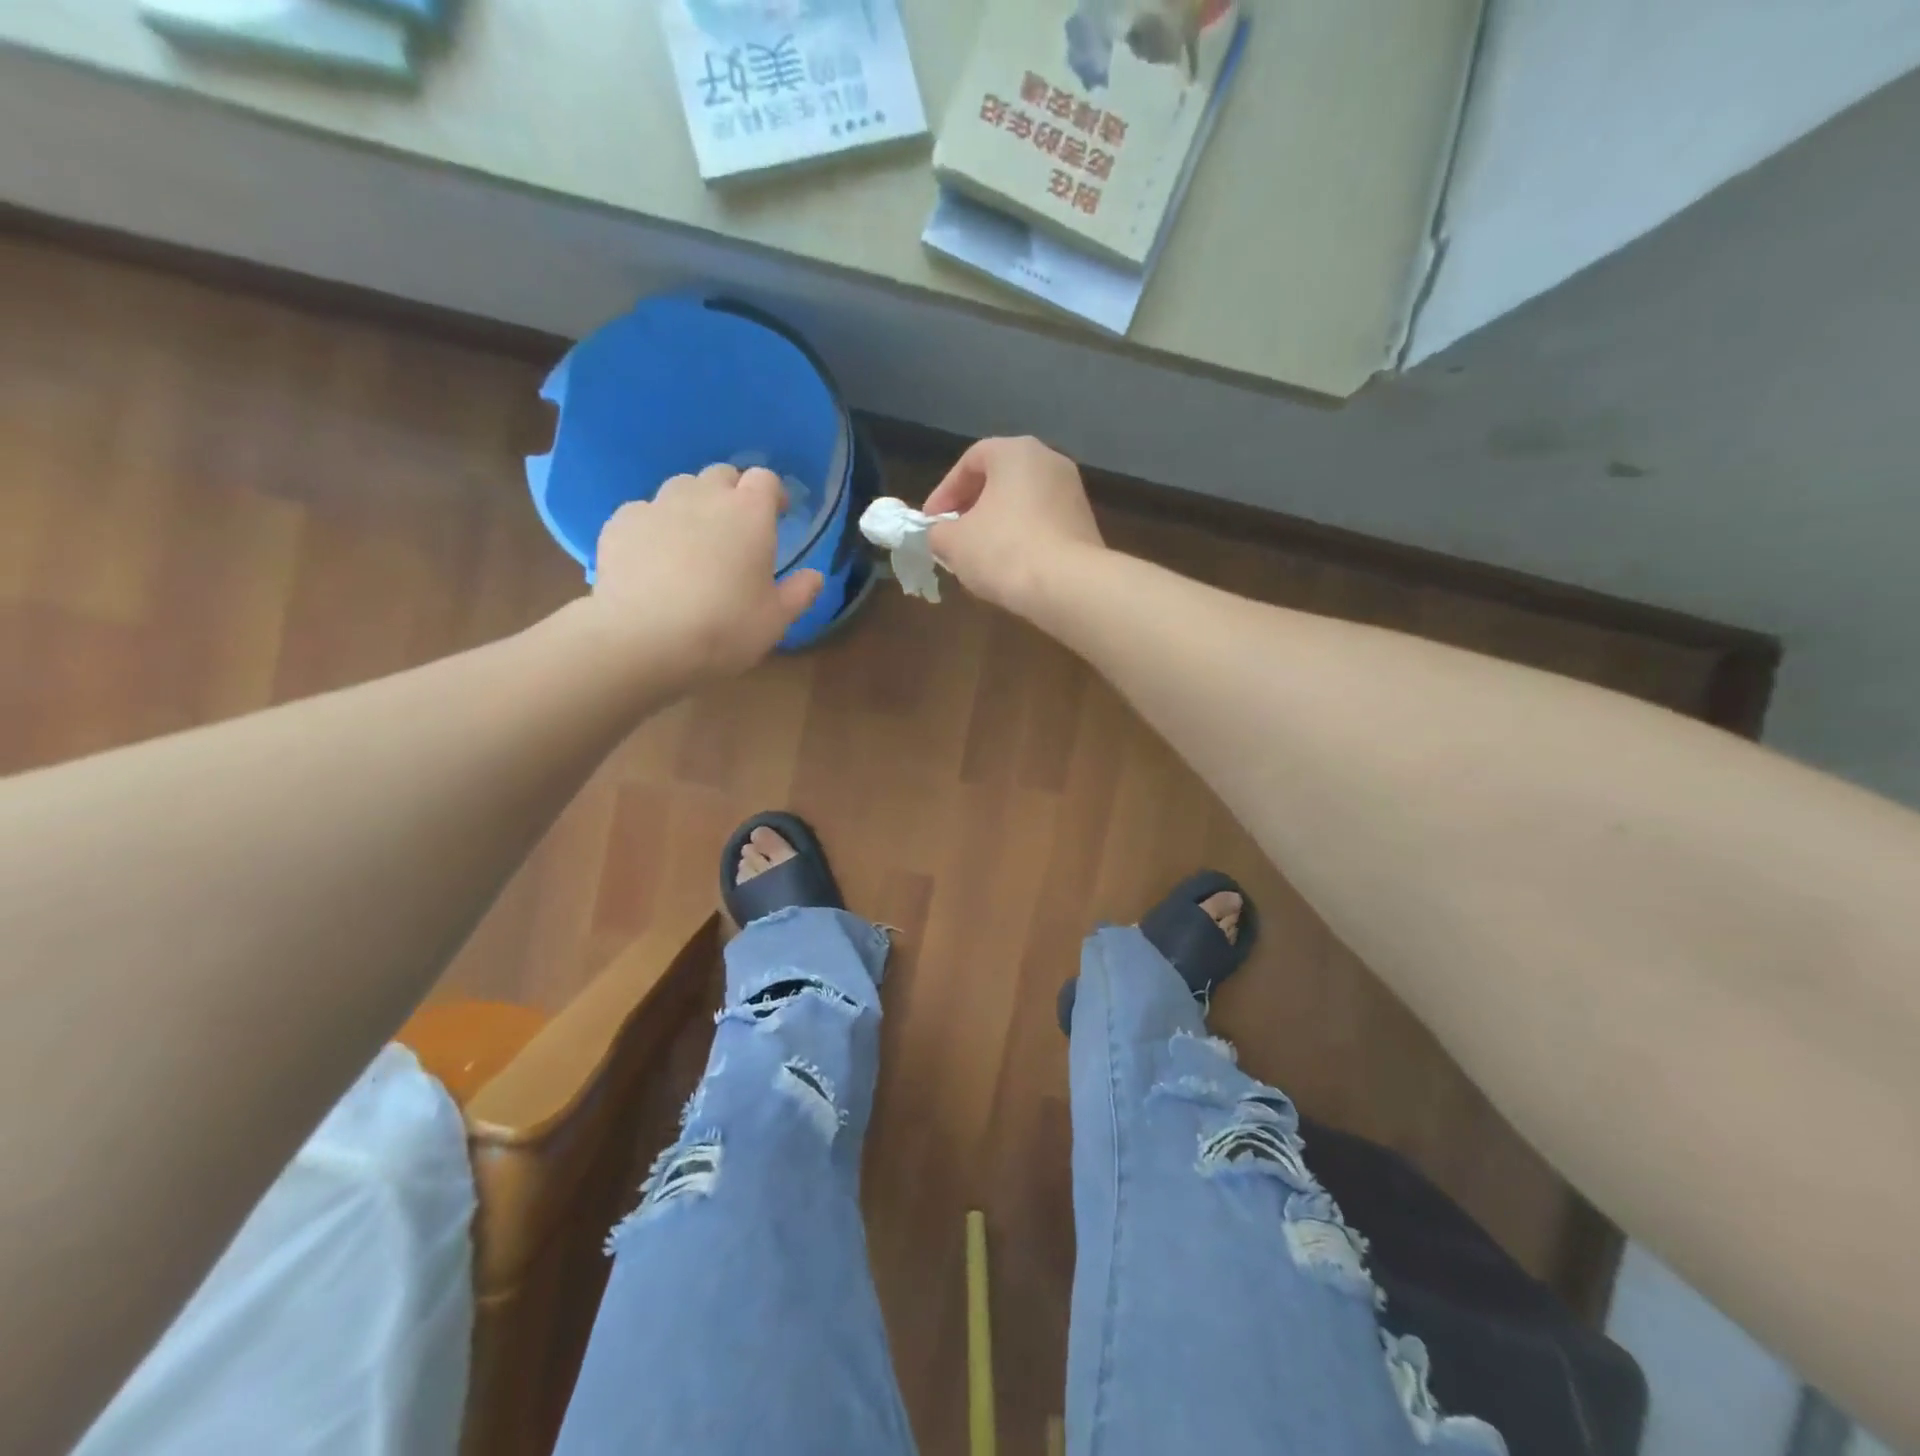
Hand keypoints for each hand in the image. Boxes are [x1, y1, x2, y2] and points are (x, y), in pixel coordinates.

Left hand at [588, 464, 822, 683]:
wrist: (642, 640)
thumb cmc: (724, 628)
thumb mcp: (775, 620)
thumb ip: (799, 592)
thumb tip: (815, 576)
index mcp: (749, 513)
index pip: (765, 479)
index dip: (772, 494)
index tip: (777, 515)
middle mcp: (703, 497)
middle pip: (721, 474)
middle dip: (732, 493)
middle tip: (736, 528)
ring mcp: (657, 505)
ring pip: (680, 488)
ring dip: (693, 504)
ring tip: (693, 540)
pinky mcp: (620, 523)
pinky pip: (643, 512)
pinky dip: (654, 526)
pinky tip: (653, 557)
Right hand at [922, 436, 1106, 613]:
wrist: (1068, 586)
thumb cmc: (1004, 550)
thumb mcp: (953, 542)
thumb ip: (939, 532)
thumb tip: (943, 535)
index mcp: (1016, 452)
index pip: (970, 461)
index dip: (944, 492)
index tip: (931, 521)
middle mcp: (1050, 461)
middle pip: (1000, 479)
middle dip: (972, 507)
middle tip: (953, 535)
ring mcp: (1073, 493)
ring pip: (1023, 503)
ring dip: (997, 524)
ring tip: (979, 555)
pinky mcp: (1085, 525)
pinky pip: (1043, 524)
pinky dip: (1023, 538)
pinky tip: (1010, 566)